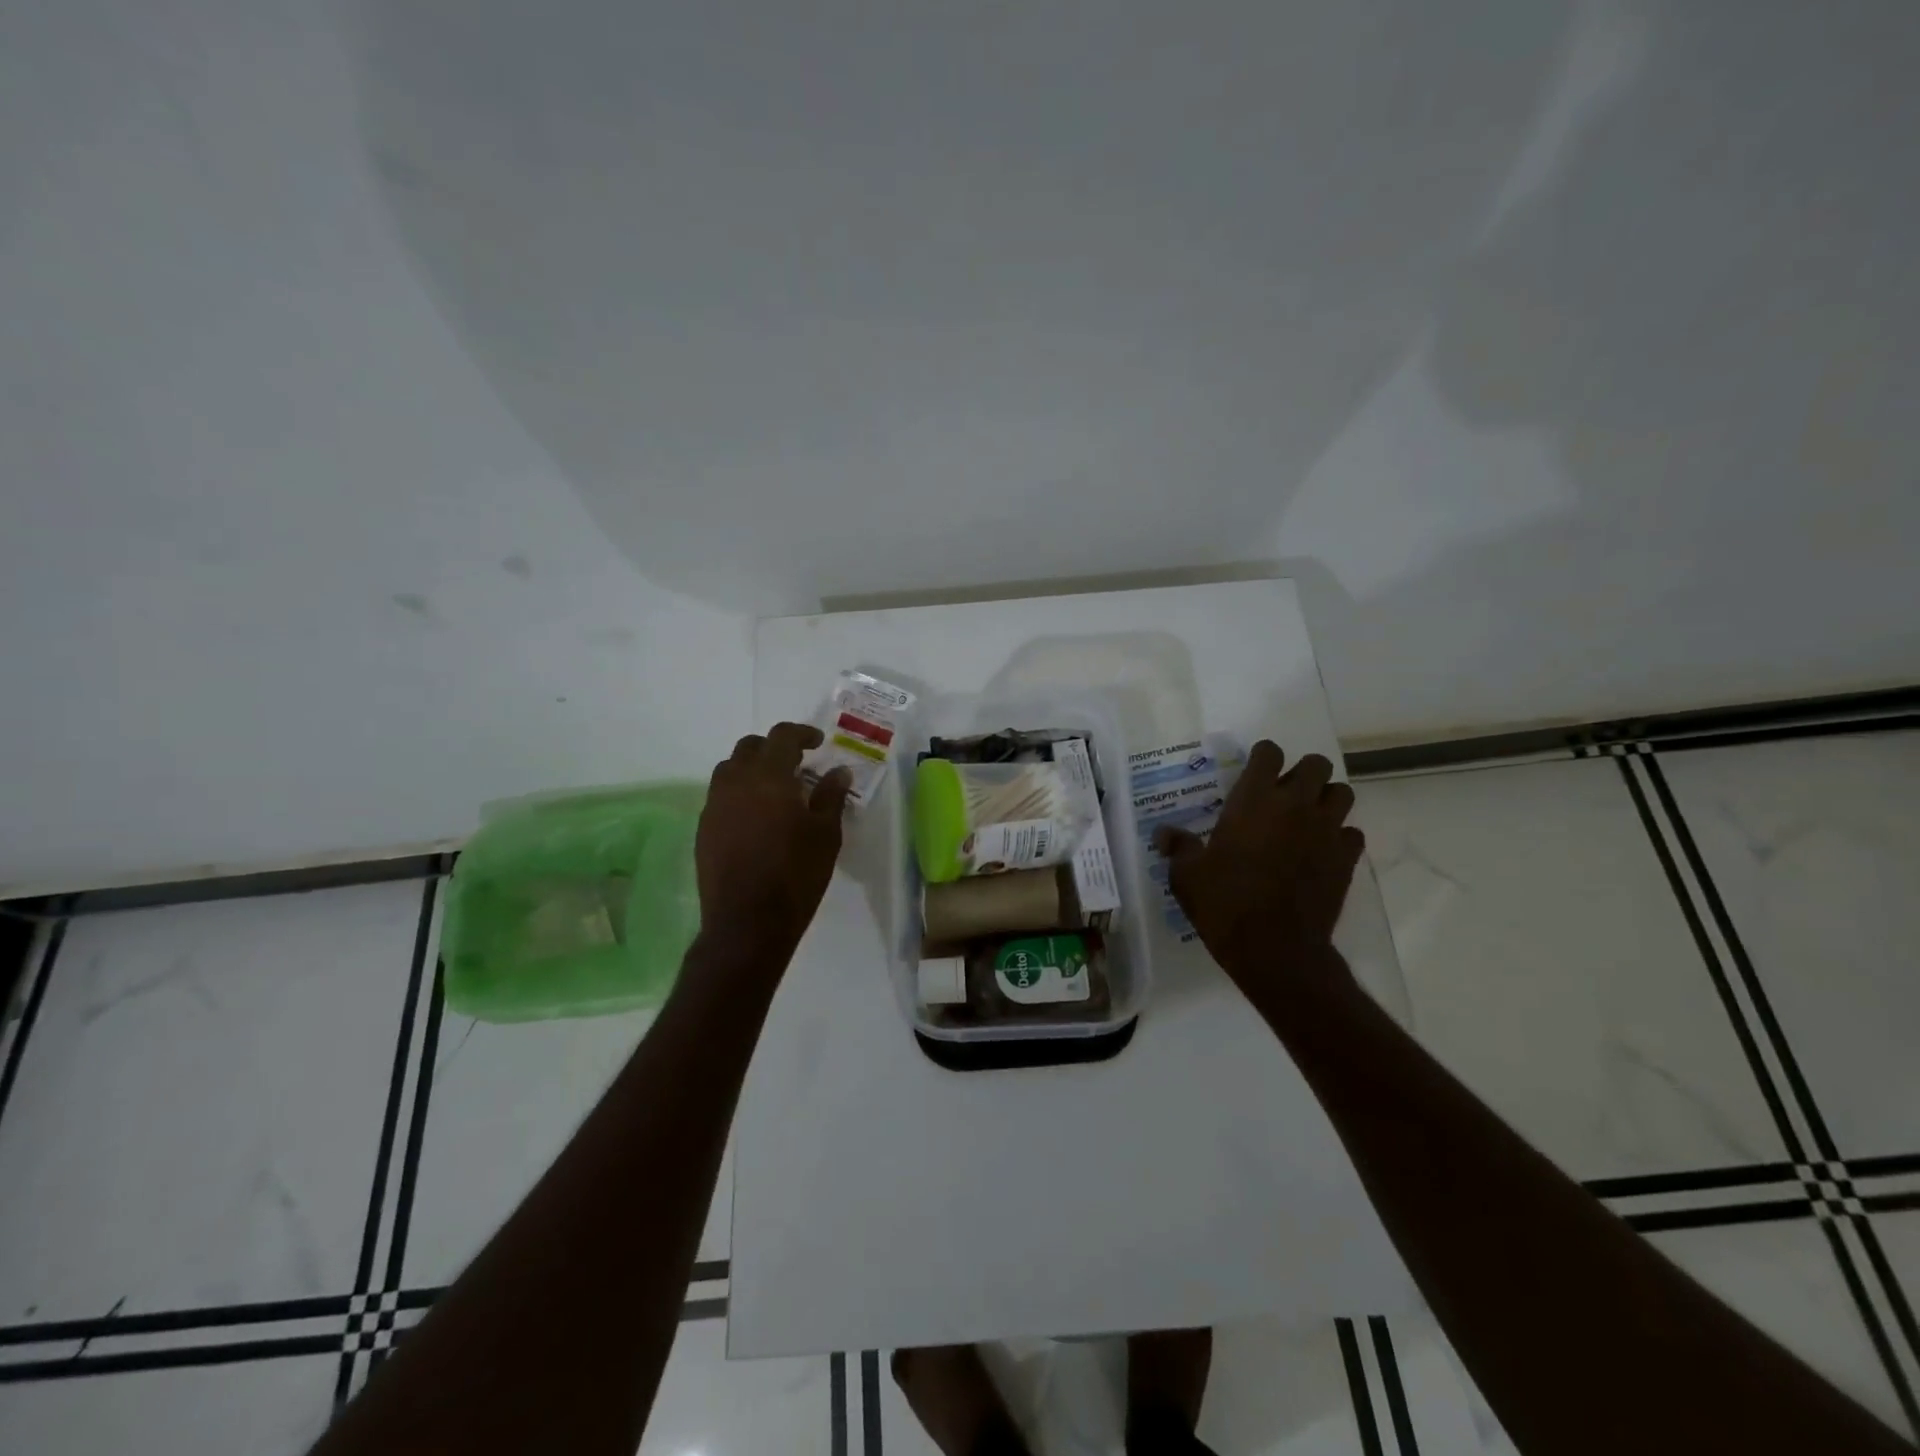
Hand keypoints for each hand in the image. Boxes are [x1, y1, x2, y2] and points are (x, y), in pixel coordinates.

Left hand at [695, 723, 851, 965]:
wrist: (747, 922)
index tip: (817, 743)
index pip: (781, 737)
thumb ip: (830, 797)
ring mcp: (714, 805)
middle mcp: (735, 782)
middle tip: (796, 764)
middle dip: (773, 748)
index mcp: (768, 777)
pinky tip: (756, 817)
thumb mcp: (825, 835)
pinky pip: (720, 796)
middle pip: (750, 747)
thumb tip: (838, 772)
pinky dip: (739, 793)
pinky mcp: (703, 829)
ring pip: (730, 769)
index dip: (801, 733)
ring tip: (774, 789)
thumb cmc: (795, 875)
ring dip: (752, 768)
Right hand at [1154, 742, 1365, 998]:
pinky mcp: (1346, 859)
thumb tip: (1164, 834)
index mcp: (1254, 800)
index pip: (1269, 753)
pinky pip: (1352, 833)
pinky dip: (1339, 836)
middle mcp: (1295, 805)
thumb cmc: (1225, 903)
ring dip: (1326, 799)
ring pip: (1342, 793)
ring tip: (1307, 818)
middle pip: (1317, 764)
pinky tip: (1321, 852)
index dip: (1263, 757)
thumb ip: (1179, 847)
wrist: (1275, 948)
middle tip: (1284, 794)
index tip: (1253, 772)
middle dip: (1303, 773)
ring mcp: (1326, 830)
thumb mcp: (1187, 875)